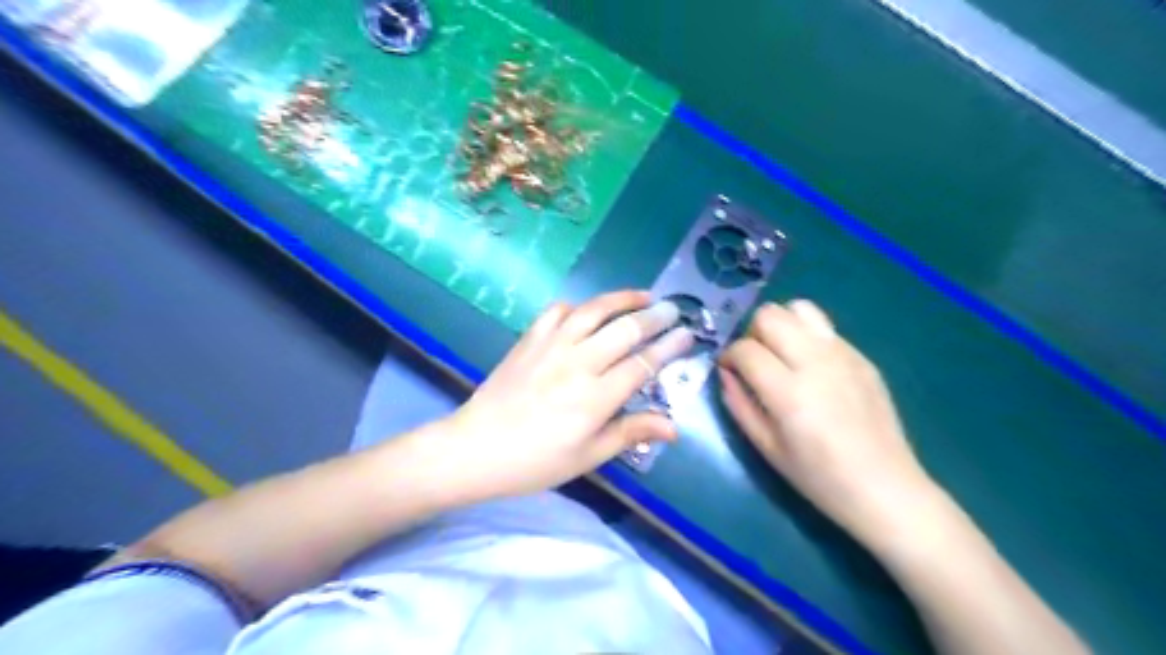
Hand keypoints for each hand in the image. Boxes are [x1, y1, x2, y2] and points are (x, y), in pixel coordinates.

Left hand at [437, 288, 690, 497]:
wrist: (475, 448)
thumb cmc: (536, 461)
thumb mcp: (588, 456)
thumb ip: (631, 433)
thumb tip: (674, 427)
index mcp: (596, 398)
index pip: (643, 364)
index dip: (669, 347)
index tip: (687, 334)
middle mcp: (578, 364)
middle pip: (624, 330)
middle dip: (654, 317)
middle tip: (673, 309)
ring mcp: (551, 346)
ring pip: (594, 311)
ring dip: (621, 299)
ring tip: (642, 295)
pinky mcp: (529, 339)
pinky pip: (557, 311)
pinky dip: (578, 306)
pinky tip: (588, 311)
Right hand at [722, 299, 934, 548]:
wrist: (885, 488)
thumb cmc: (819, 477)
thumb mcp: (766, 448)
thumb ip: (738, 404)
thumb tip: (725, 372)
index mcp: (789, 392)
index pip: (745, 348)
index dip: (728, 355)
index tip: (729, 370)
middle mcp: (816, 362)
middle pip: (770, 315)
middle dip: (752, 333)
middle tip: (755, 361)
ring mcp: (843, 354)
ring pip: (799, 308)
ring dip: (781, 325)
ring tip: (782, 354)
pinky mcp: (862, 357)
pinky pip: (824, 328)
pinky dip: (807, 337)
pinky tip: (812, 368)